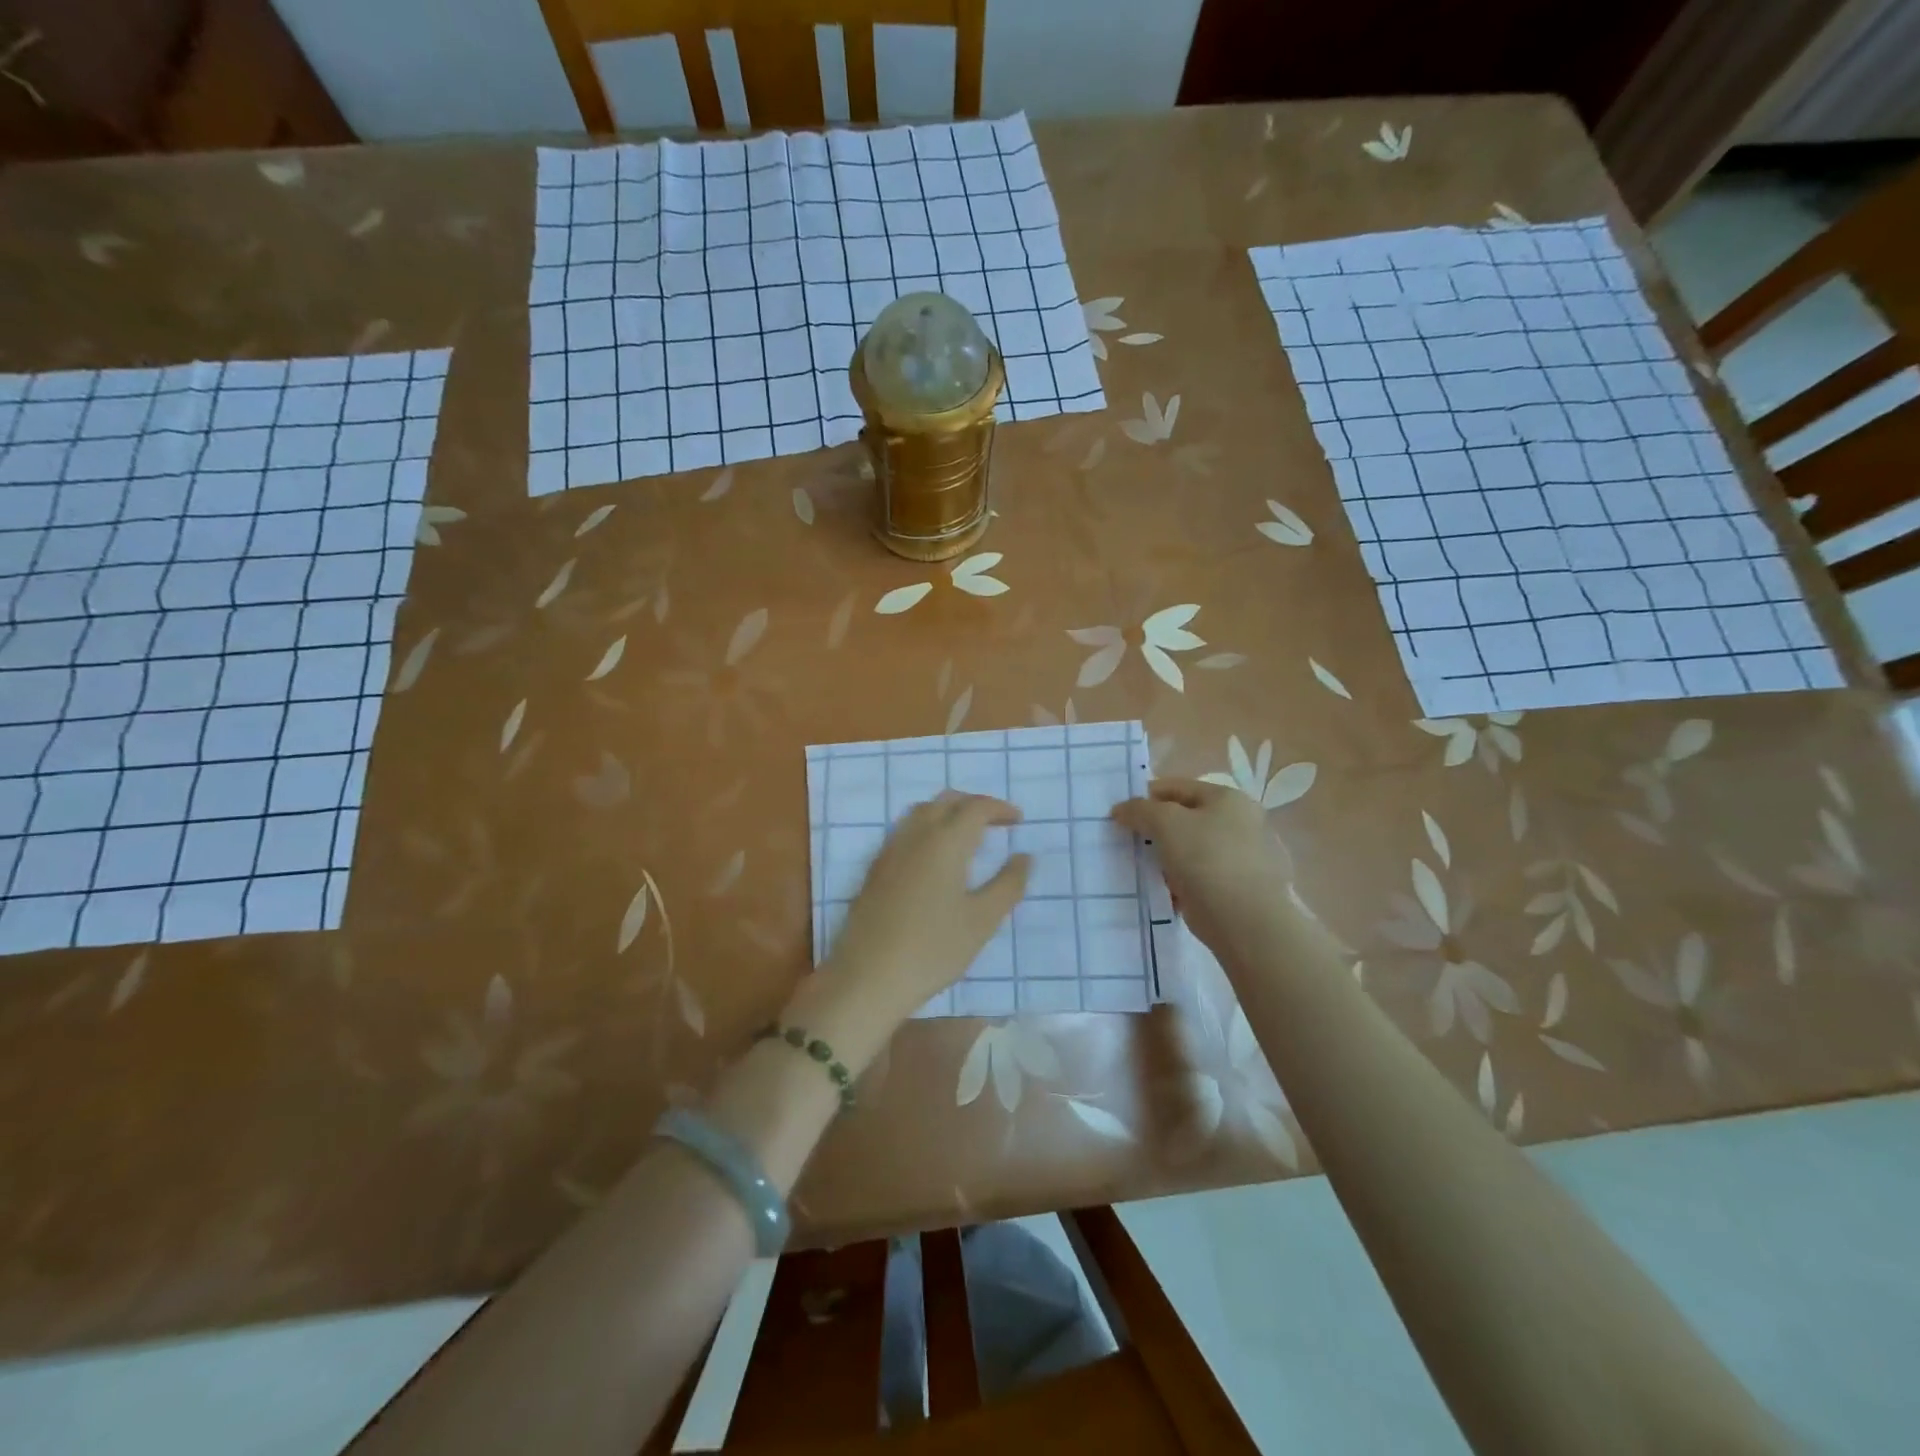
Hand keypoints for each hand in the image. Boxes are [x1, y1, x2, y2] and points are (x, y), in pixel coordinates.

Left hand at [803, 793, 1030, 1039]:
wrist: (869, 976)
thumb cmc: (933, 949)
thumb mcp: (982, 920)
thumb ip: (1008, 884)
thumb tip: (1024, 856)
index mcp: (945, 842)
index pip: (975, 807)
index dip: (999, 808)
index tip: (1018, 821)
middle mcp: (915, 835)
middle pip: (946, 801)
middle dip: (974, 804)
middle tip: (996, 823)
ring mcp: (890, 850)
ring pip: (922, 812)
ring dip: (948, 812)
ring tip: (967, 835)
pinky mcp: (875, 868)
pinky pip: (905, 830)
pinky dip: (927, 827)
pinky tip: (935, 857)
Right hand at [1112, 778, 1290, 950]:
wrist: (1247, 922)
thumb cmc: (1207, 860)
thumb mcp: (1165, 823)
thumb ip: (1140, 810)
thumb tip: (1122, 810)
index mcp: (1229, 798)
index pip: (1177, 787)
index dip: (1145, 797)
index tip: (1120, 815)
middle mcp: (1243, 823)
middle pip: (1186, 818)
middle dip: (1156, 829)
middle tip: (1128, 842)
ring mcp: (1246, 857)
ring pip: (1193, 849)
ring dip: (1168, 857)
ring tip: (1143, 870)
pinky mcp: (1242, 889)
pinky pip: (1202, 877)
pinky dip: (1183, 881)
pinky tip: (1166, 892)